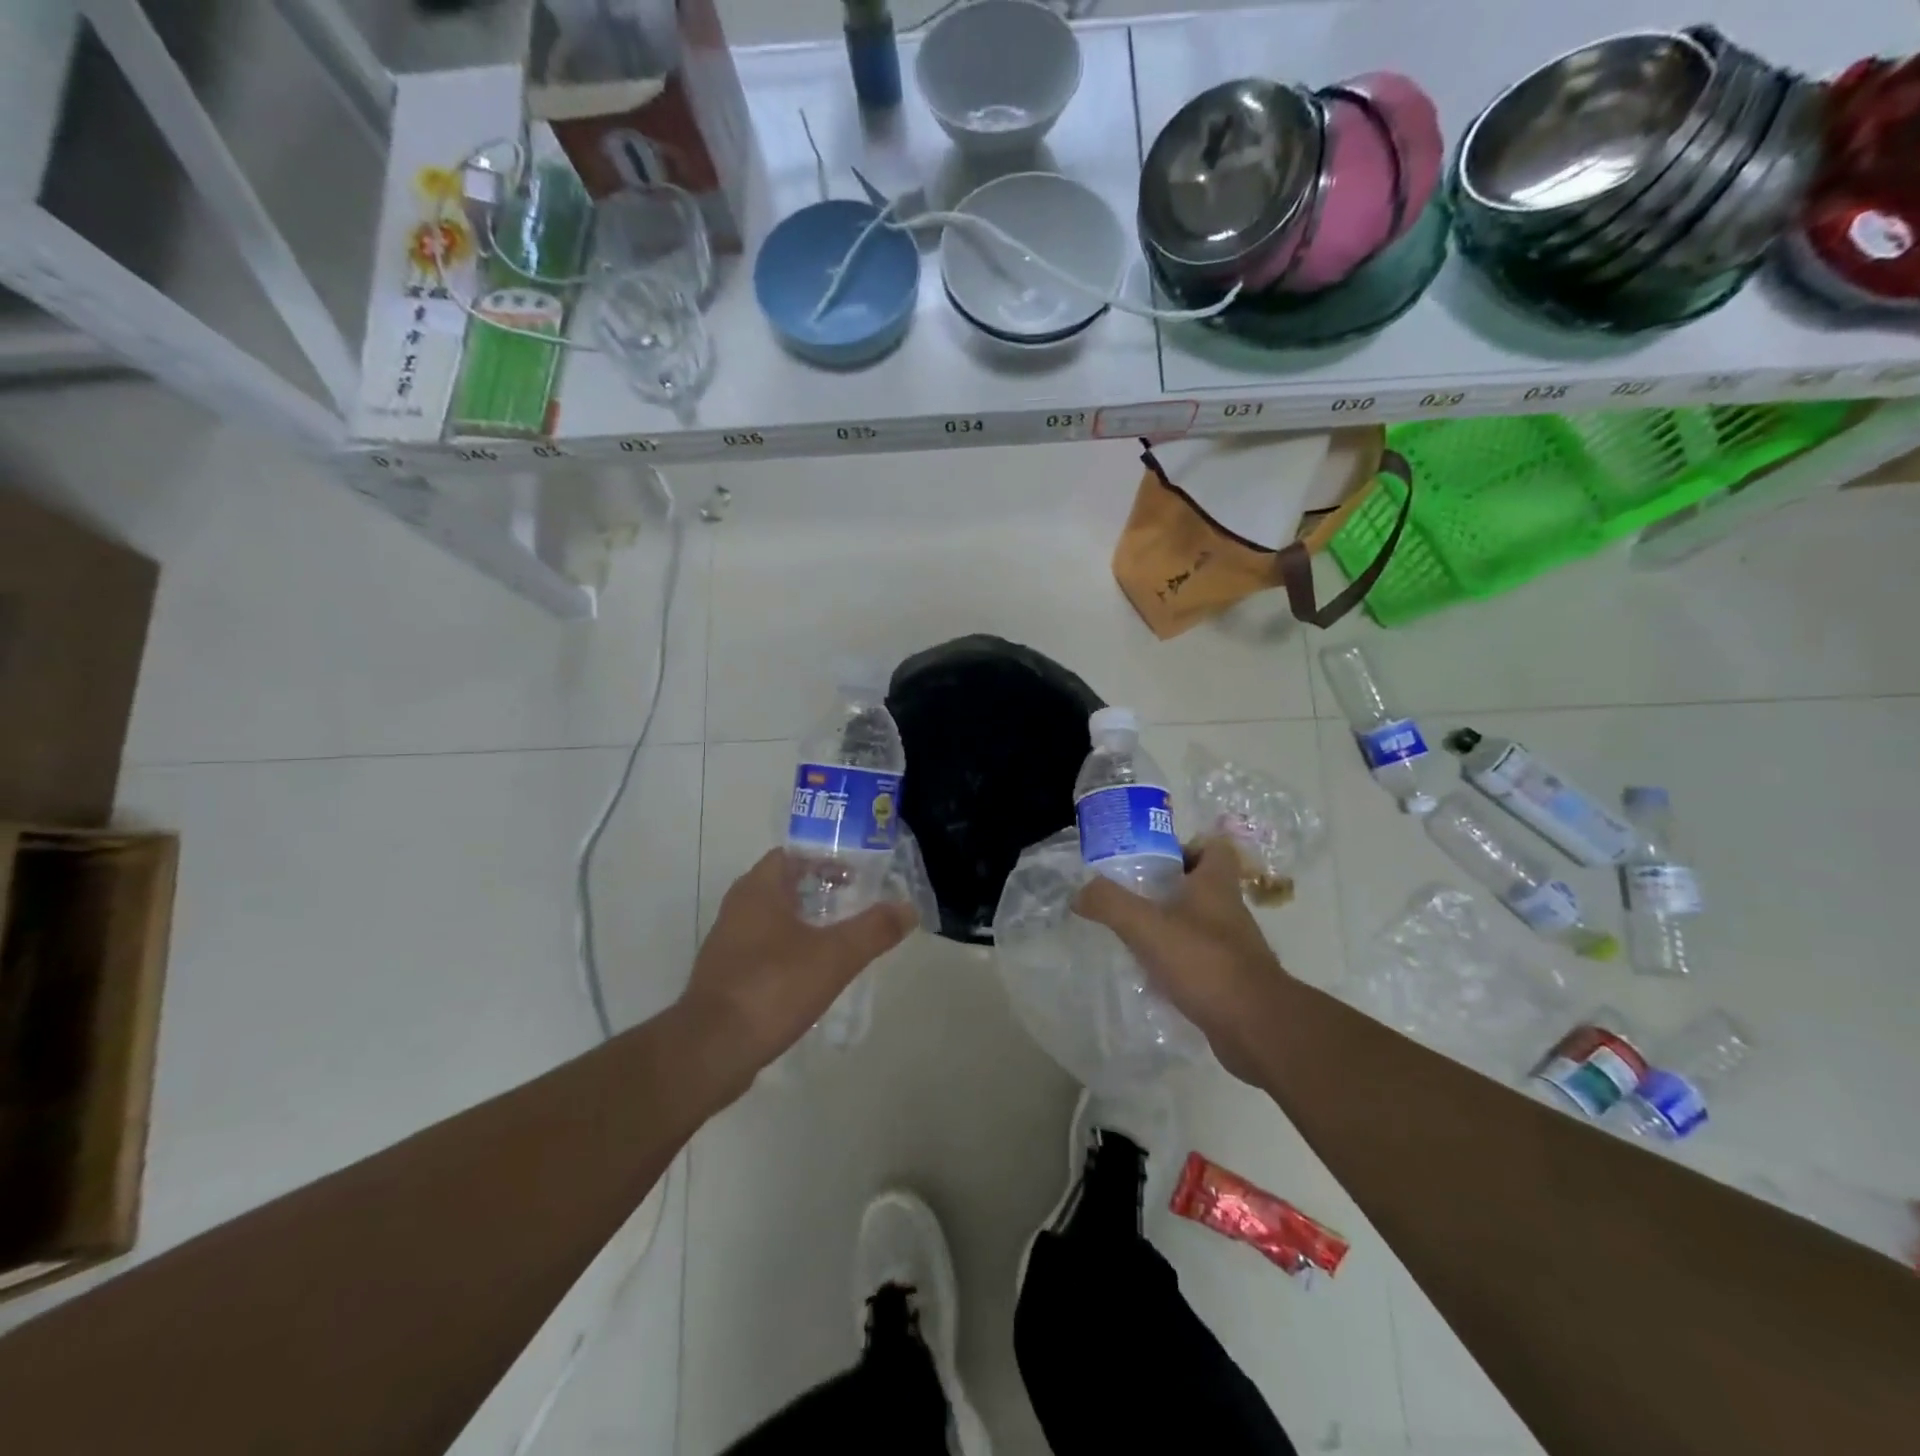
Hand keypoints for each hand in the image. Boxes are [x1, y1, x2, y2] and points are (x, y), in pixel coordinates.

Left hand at [680, 850, 916, 1074]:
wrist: (711, 1050)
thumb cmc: (772, 987)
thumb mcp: (835, 956)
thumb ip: (874, 929)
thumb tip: (908, 908)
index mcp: (758, 890)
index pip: (792, 855)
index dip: (824, 858)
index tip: (856, 874)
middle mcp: (738, 908)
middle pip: (783, 886)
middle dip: (819, 891)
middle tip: (855, 904)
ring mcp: (727, 944)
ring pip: (772, 919)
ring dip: (804, 922)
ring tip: (840, 938)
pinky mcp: (725, 977)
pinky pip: (763, 950)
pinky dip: (789, 951)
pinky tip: (812, 974)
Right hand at [1074, 837, 1288, 1082]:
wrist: (1256, 1028)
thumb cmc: (1204, 963)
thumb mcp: (1147, 927)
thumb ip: (1111, 904)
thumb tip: (1080, 893)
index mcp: (1216, 885)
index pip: (1212, 847)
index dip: (1184, 847)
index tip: (1151, 860)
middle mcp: (1229, 911)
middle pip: (1200, 885)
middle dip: (1166, 889)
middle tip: (1130, 898)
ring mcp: (1234, 948)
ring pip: (1198, 924)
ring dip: (1170, 927)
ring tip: (1133, 937)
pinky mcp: (1232, 980)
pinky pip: (1200, 960)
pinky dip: (1178, 963)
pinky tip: (1152, 976)